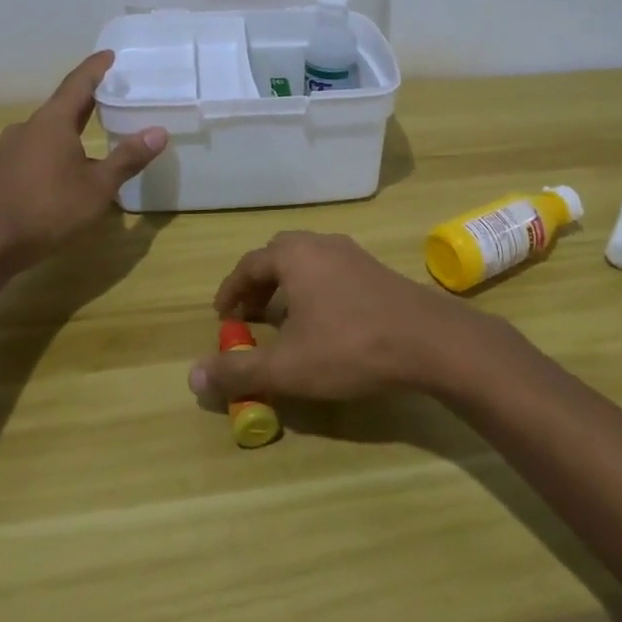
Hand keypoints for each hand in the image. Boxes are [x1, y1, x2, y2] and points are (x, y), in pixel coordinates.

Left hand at [0, 52, 166, 268]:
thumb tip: (158, 131)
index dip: (96, 68)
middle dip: (88, 97)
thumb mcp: (97, 187)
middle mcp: (29, 127)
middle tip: (113, 92)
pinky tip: (71, 166)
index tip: (110, 54)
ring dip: (73, 126)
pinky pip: (38, 148)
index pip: (78, 83)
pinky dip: (59, 147)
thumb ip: (128, 158)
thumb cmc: (46, 210)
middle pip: (64, 104)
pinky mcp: (3, 171)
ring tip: (97, 130)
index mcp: (53, 122)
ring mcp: (12, 149)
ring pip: (49, 129)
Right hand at [188, 232, 488, 402]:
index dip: (231, 291)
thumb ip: (239, 371)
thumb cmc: (349, 347)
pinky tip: (324, 320)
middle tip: (250, 314)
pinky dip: (314, 288)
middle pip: (278, 255)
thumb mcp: (287, 367)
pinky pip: (332, 270)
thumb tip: (193, 376)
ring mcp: (352, 253)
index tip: (221, 316)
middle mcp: (321, 244)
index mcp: (293, 256)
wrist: (428, 340)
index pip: (248, 265)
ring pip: (307, 261)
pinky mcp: (376, 269)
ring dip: (288, 285)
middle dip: (258, 284)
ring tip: (284, 319)